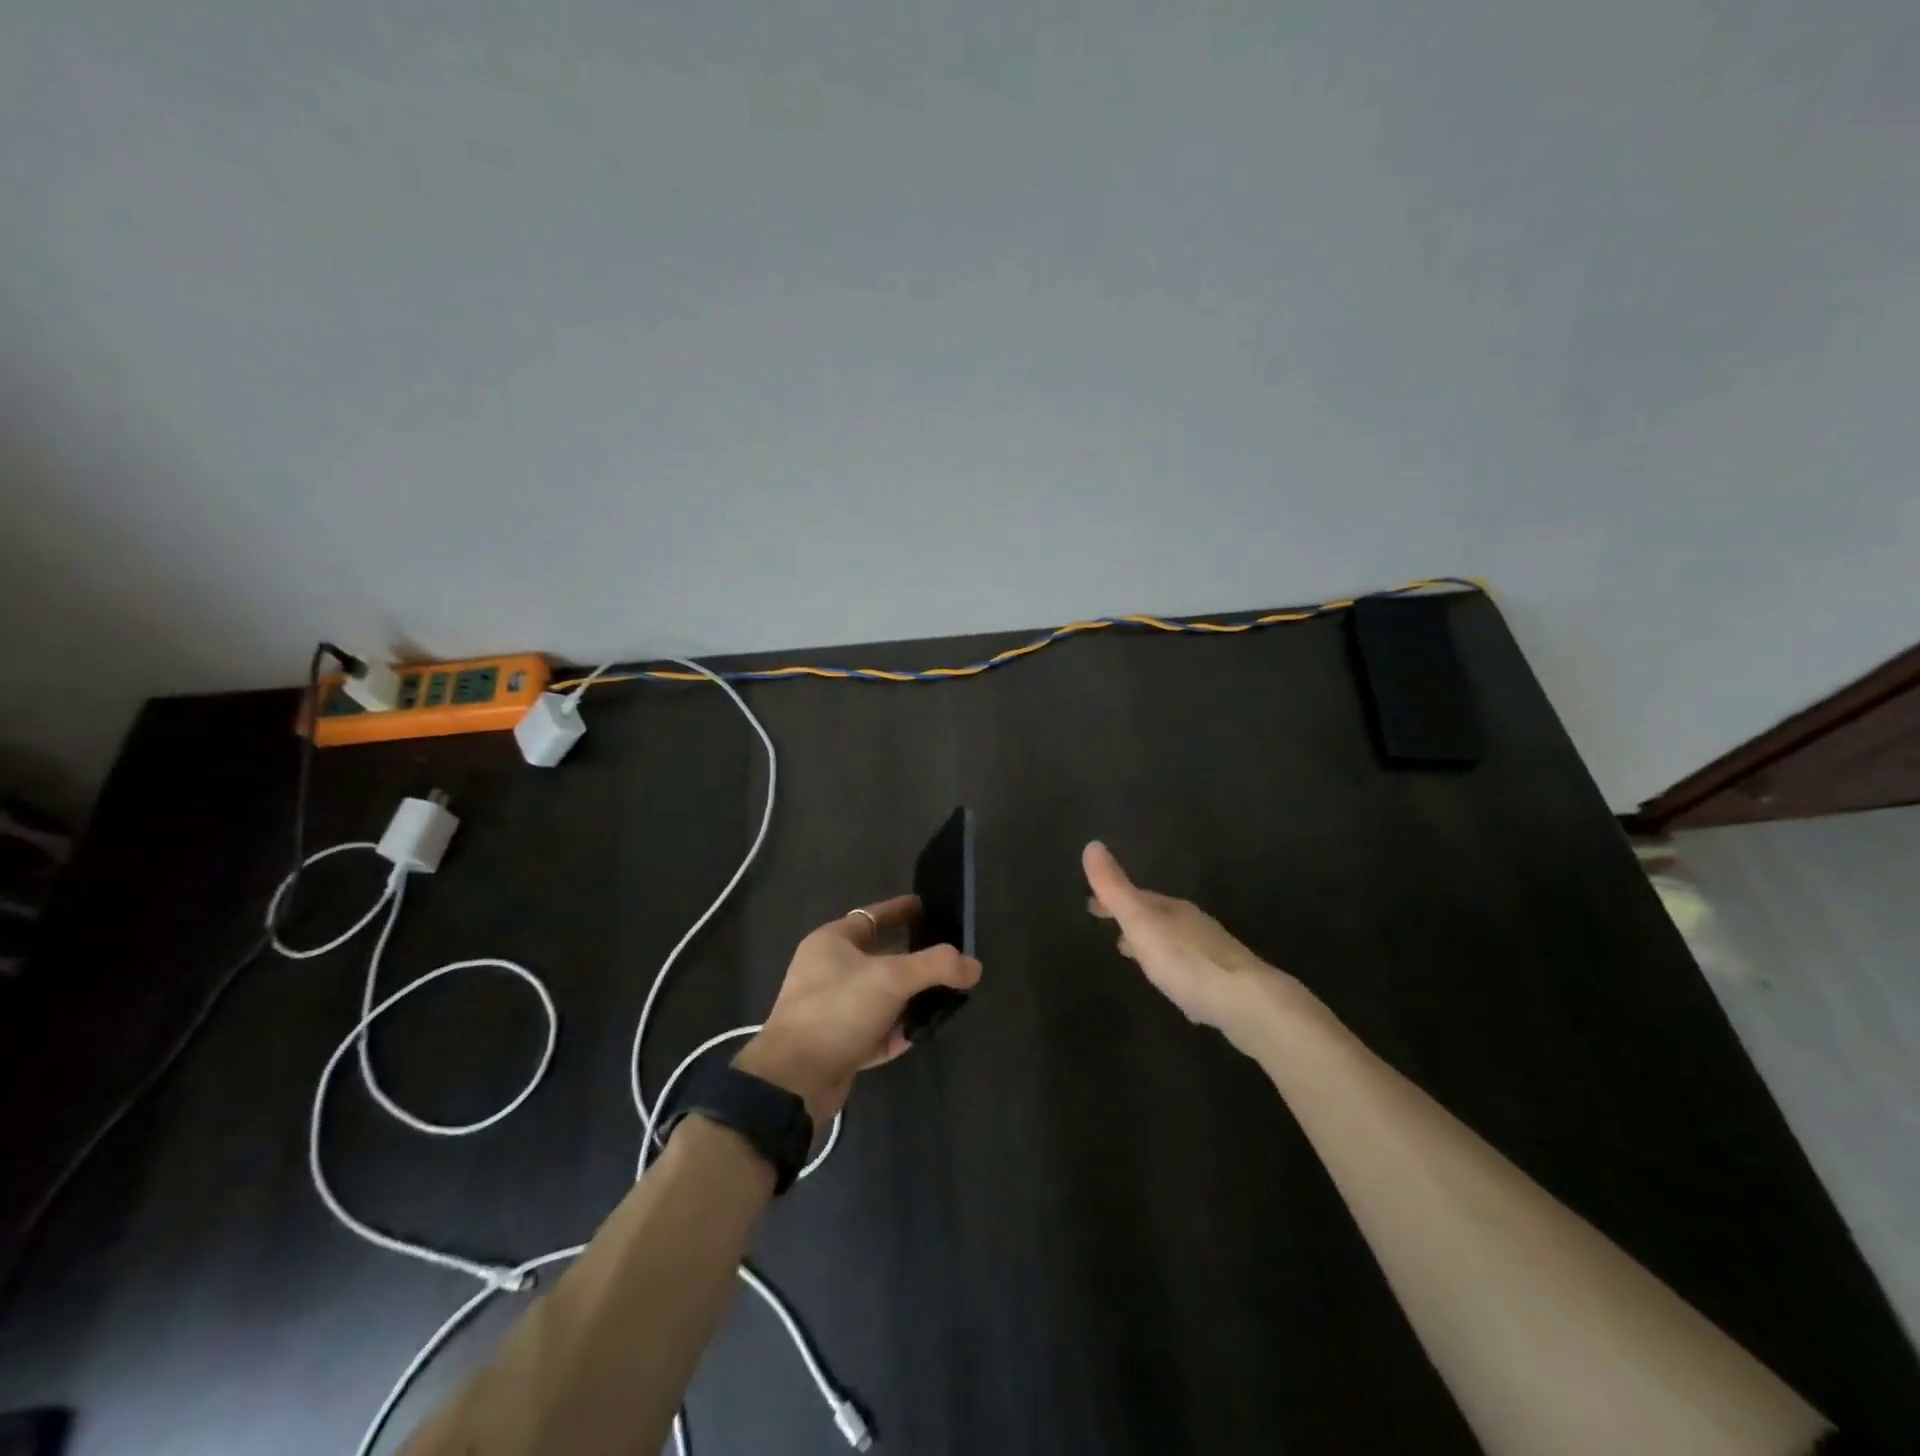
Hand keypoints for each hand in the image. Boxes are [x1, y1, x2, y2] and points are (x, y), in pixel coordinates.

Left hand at [735, 895, 981, 1125]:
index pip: (873, 916)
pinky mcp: (836, 1043)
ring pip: (879, 995)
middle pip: (880, 957)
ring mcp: (831, 1008)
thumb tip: (974, 965)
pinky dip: (896, 1029)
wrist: (794, 1081)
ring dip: (908, 997)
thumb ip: (936, 966)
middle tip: (948, 957)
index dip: (902, 910)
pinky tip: (919, 1032)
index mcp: (831, 942)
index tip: (930, 907)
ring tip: (944, 996)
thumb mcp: (891, 979)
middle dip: (913, 958)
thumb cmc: (837, 1011)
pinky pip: (874, 1028)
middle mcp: (827, 970)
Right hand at [1083, 841, 1310, 1054]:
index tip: (1091, 906)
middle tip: (1113, 933)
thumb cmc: (1186, 960)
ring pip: (1176, 944)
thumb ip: (1116, 888)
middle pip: (1157, 919)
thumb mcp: (1141, 922)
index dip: (1112, 900)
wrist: (1248, 1002)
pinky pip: (1194, 972)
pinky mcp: (1227, 984)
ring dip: (1155, 948)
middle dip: (1134, 923)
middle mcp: (1194, 925)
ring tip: (1138, 959)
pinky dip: (1177, 974)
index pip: (1136, 897)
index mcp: (1171, 909)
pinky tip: (1176, 992)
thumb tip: (1092, 844)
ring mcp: (1214, 954)